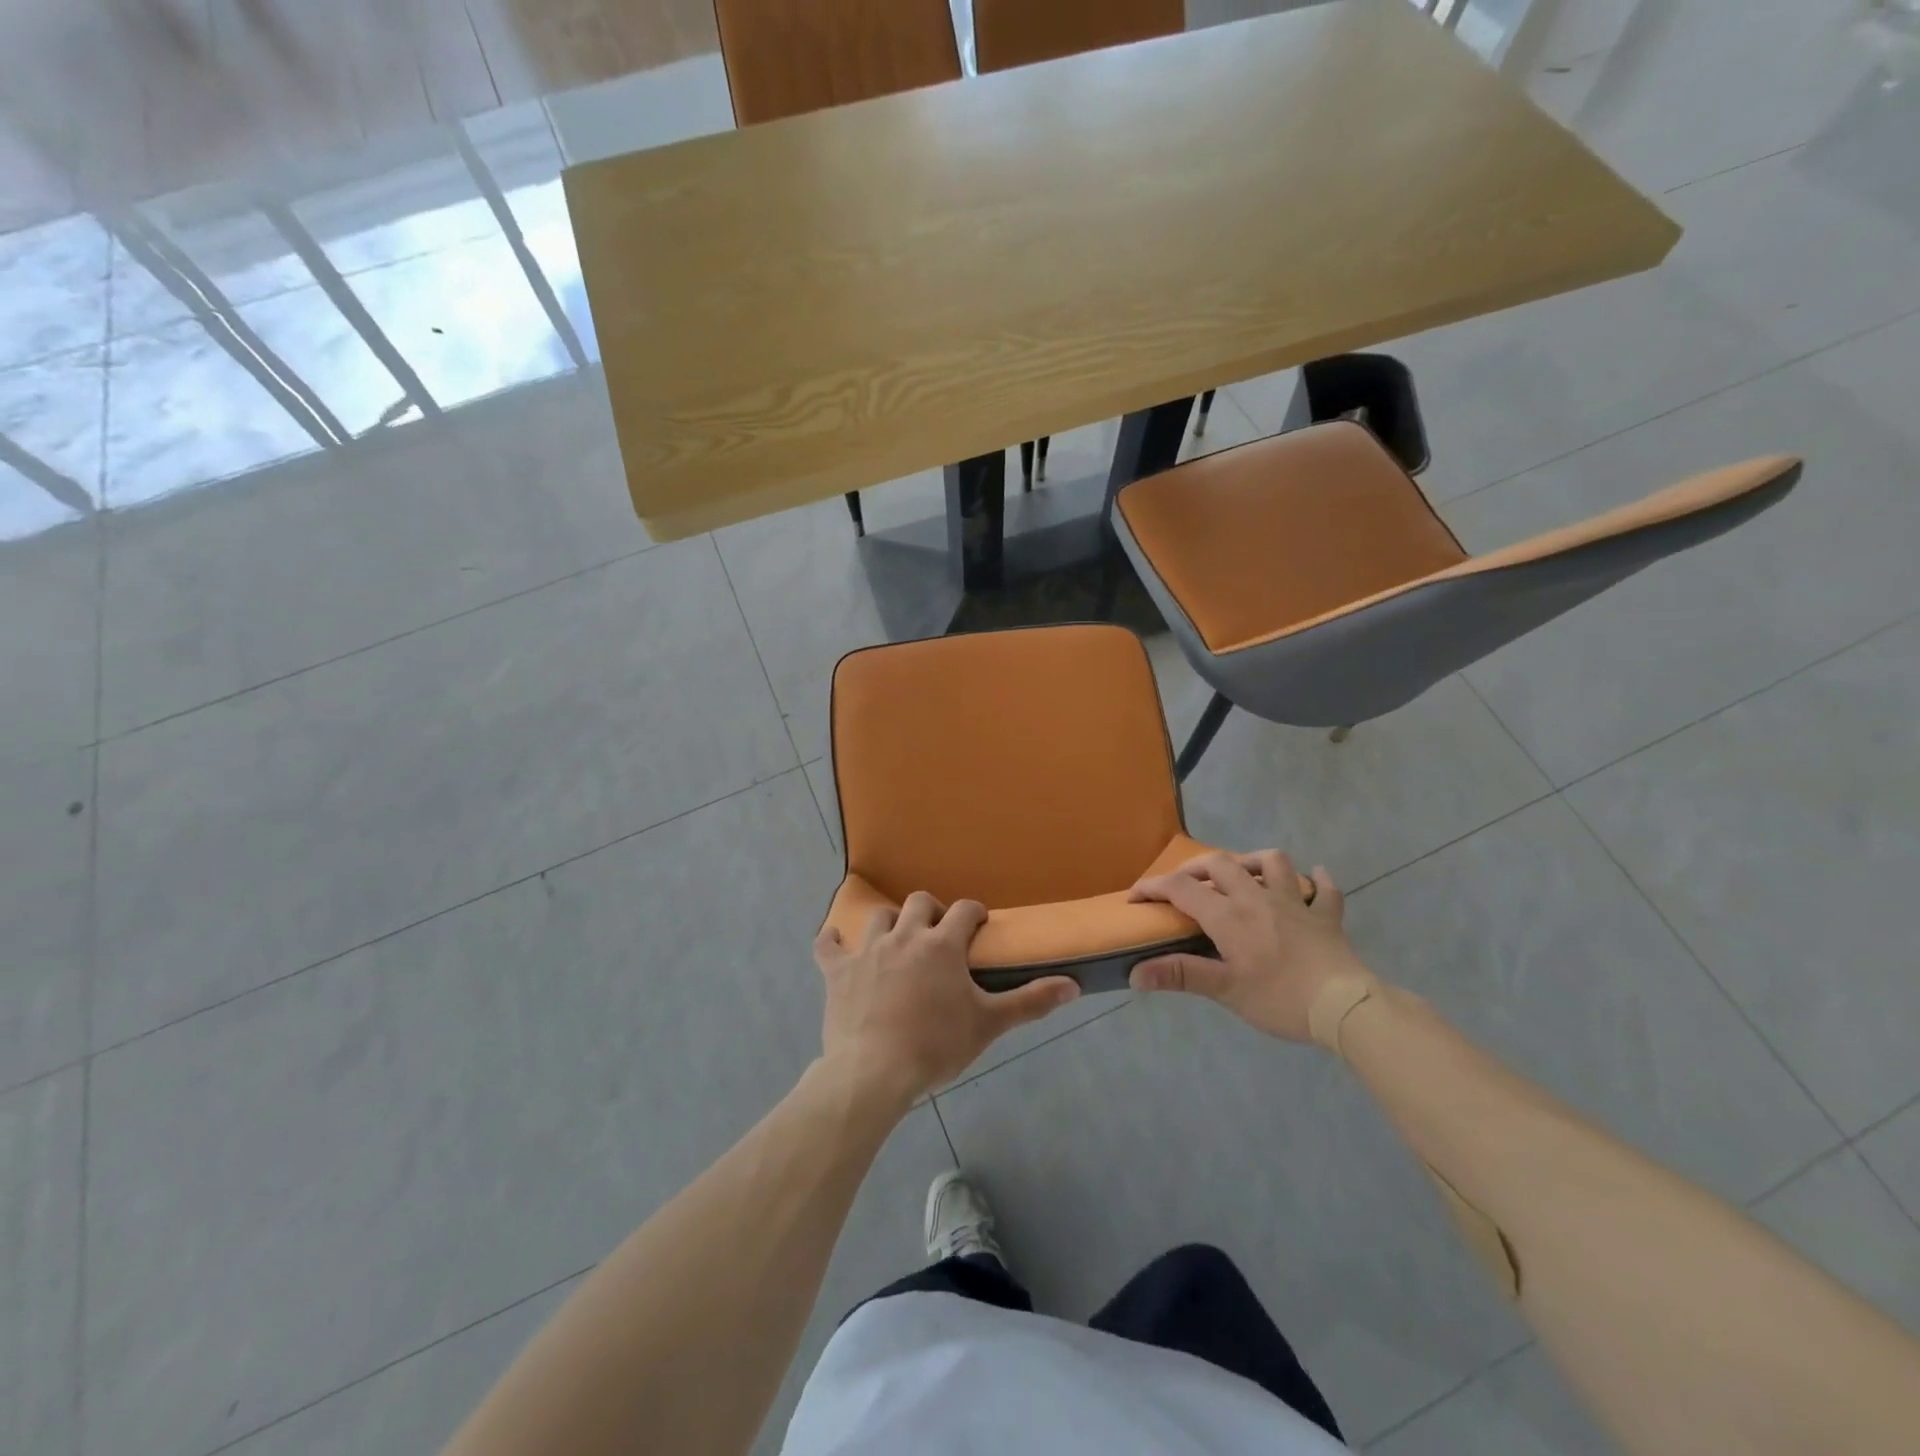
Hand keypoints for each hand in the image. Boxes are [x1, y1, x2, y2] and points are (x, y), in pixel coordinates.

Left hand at [814, 892, 1080, 1109]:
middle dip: (932, 911)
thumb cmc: (936, 1046)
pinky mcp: (838, 971)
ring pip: (879, 917)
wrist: (874, 1071)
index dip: (973, 912)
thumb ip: (1031, 1001)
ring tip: (898, 940)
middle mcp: (905, 936)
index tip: (978, 924)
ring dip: (890, 923)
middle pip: (919, 903)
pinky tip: (835, 940)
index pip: (964, 910)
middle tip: (938, 934)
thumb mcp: (989, 1024)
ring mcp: (868, 951)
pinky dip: (832, 941)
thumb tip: (1074, 985)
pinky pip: (828, 945)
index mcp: (942, 945)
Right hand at [1127, 851, 1373, 1041]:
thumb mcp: (1225, 990)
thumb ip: (1180, 975)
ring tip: (1242, 874)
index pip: (1181, 888)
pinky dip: (1317, 882)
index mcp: (1229, 915)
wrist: (1345, 1006)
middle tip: (1184, 885)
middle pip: (1221, 864)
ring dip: (1252, 861)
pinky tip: (1313, 880)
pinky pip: (1324, 890)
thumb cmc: (1280, 998)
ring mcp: (1296, 903)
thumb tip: (1135, 974)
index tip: (1136, 897)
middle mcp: (1257, 898)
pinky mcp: (1326, 916)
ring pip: (1272, 862)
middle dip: (1195, 869)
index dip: (1153, 887)